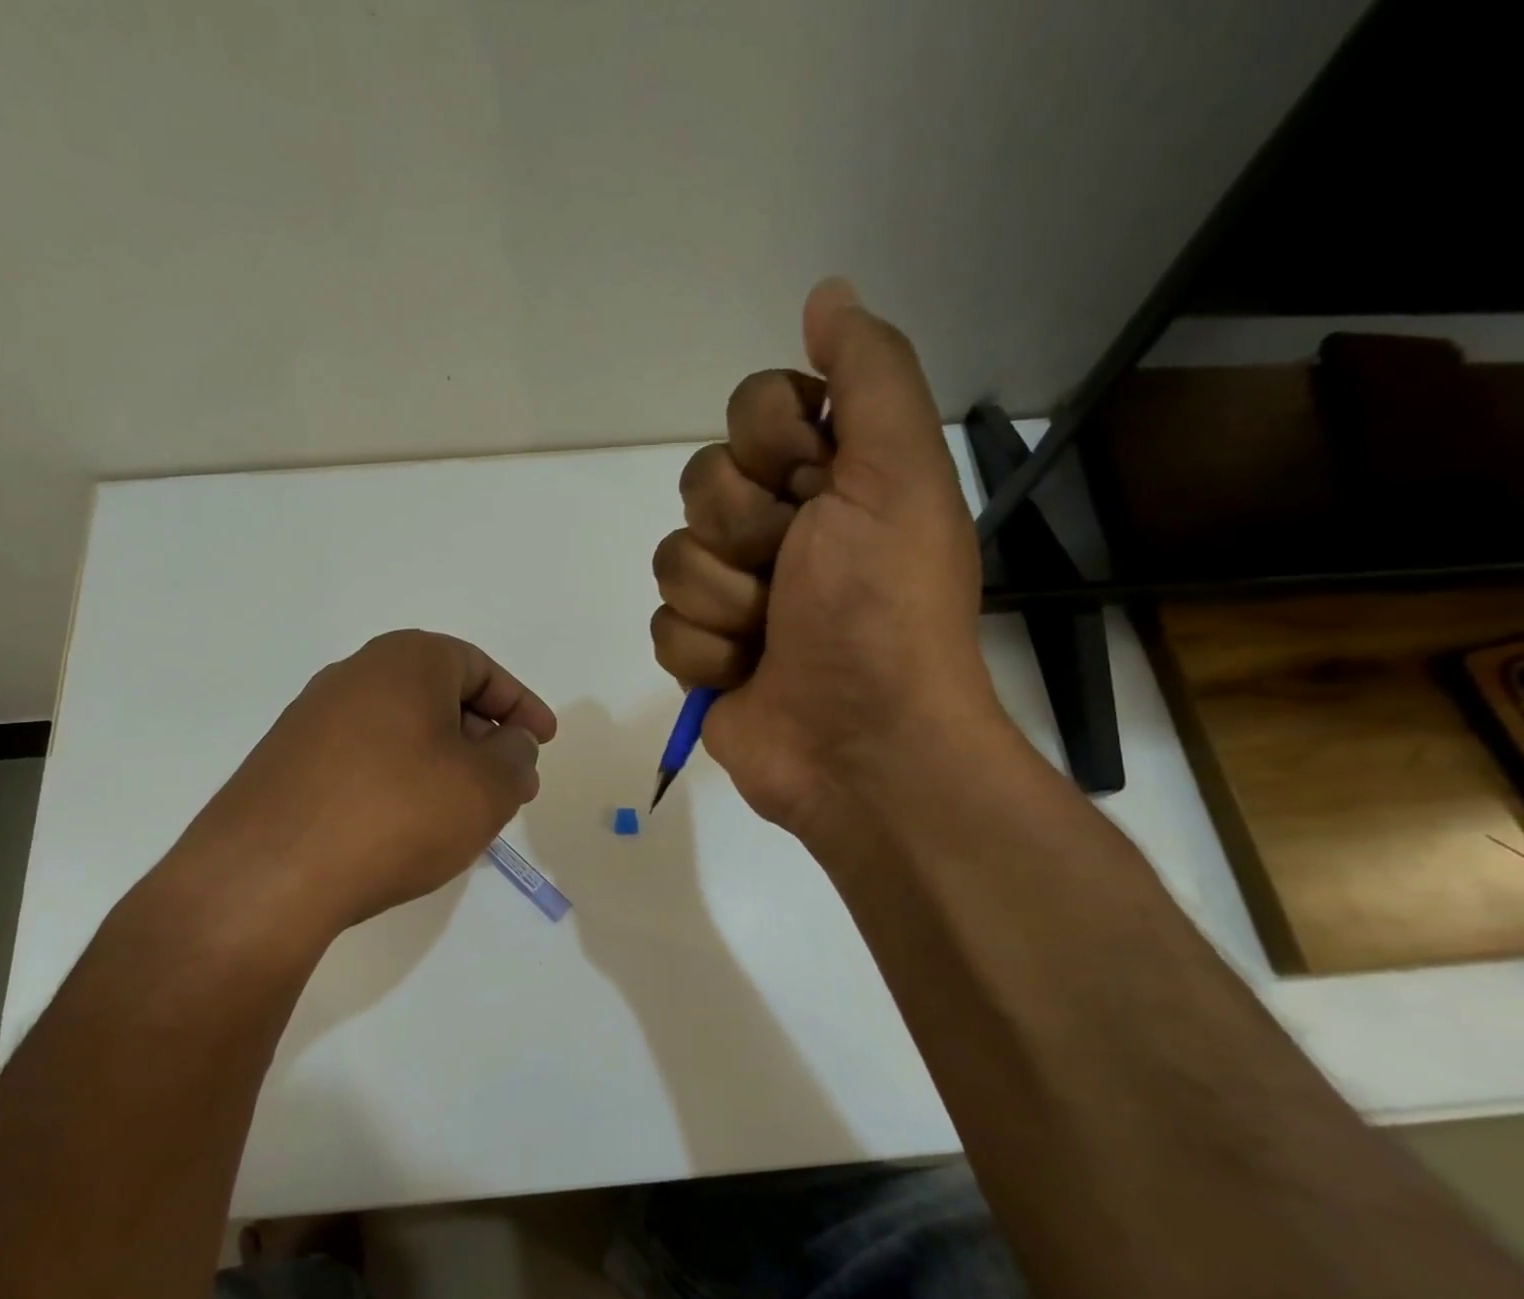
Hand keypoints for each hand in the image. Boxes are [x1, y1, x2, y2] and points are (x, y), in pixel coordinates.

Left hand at [155, 630, 556, 945]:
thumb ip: (516, 756)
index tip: (544, 741)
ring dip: (444, 763)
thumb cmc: (396, 814)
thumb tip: (513, 743)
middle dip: (484, 738)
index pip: (481, 669)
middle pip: (440, 696)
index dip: (521, 706)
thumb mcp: (485, 787)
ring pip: (402, 730)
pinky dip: (402, 781)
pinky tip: (410, 825)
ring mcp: (312, 719)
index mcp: (406, 660)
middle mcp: (355, 675)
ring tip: (466, 810)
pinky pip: (365, 759)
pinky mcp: (287, 763)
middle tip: (511, 782)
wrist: (267, 876)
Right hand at [650, 279, 1003, 837]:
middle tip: (793, 574)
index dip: (772, 445)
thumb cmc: (883, 609)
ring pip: (673, 557)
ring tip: (771, 637)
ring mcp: (734, 592)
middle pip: (702, 481)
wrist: (861, 743)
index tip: (813, 486)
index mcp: (829, 478)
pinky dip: (708, 654)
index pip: (753, 407)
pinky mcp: (702, 651)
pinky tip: (747, 676)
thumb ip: (869, 376)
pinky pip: (664, 626)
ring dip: (727, 603)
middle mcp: (778, 527)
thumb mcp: (896, 476)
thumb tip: (826, 293)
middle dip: (746, 534)